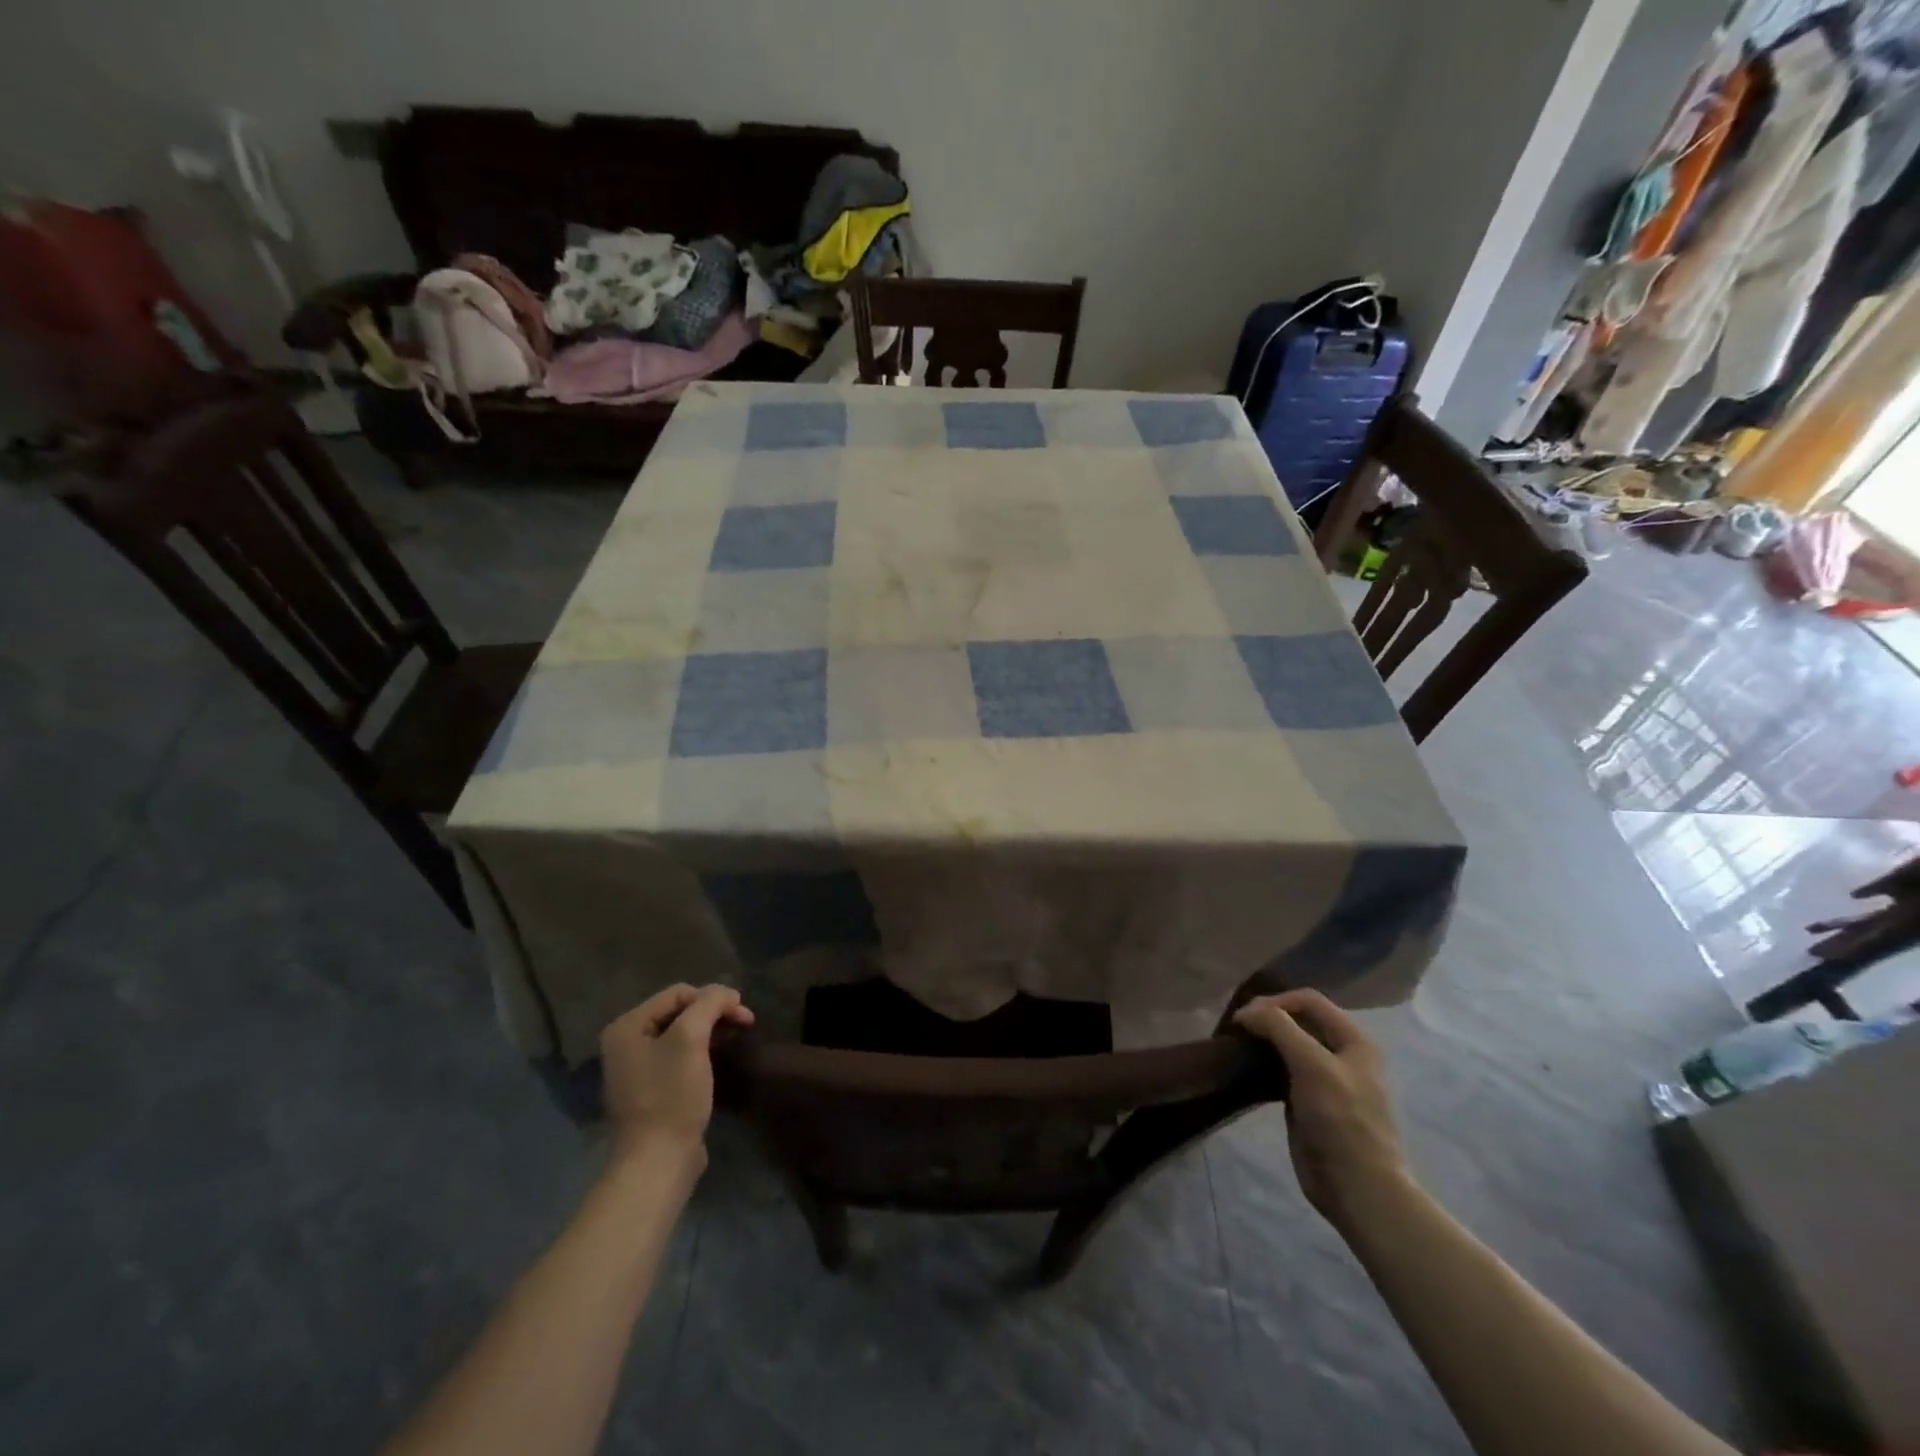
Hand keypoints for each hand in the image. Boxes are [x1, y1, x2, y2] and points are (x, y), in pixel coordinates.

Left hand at [600, 984, 753, 1165]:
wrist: (658, 1161)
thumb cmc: (671, 1095)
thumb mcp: (690, 1039)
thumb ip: (709, 1004)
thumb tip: (726, 993)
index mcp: (627, 1027)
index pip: (678, 993)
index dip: (714, 997)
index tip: (744, 1014)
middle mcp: (626, 1044)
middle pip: (679, 1011)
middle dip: (713, 1013)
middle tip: (745, 1024)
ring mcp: (636, 1069)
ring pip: (681, 1034)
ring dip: (710, 1031)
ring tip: (735, 1038)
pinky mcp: (651, 1090)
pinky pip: (678, 1057)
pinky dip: (701, 1052)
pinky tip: (717, 1060)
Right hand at [1233, 989, 1408, 1232]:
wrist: (1357, 1188)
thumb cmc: (1341, 1120)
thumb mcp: (1311, 1065)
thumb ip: (1279, 1028)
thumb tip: (1245, 1012)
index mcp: (1355, 1040)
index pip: (1309, 1000)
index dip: (1275, 1001)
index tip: (1244, 1017)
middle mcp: (1343, 1054)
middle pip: (1299, 1020)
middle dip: (1267, 1018)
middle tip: (1237, 1029)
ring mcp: (1326, 1079)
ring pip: (1289, 1045)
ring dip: (1263, 1040)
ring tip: (1237, 1045)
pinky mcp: (1309, 1102)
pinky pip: (1284, 1071)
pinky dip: (1264, 1064)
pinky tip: (1247, 1068)